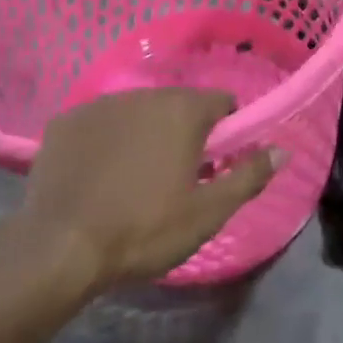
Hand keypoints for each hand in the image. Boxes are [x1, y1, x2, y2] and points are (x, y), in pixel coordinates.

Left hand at [22, 89, 280, 288]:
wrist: (60, 248)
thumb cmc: (144, 229)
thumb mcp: (207, 212)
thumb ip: (249, 176)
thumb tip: (282, 149)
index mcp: (184, 110)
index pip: (222, 102)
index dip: (226, 130)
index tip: (216, 164)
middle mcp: (145, 94)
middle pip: (178, 105)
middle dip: (183, 132)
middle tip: (175, 177)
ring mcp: (100, 104)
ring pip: (137, 112)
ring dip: (144, 133)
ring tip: (132, 179)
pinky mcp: (65, 121)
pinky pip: (99, 123)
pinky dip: (105, 141)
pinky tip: (96, 176)